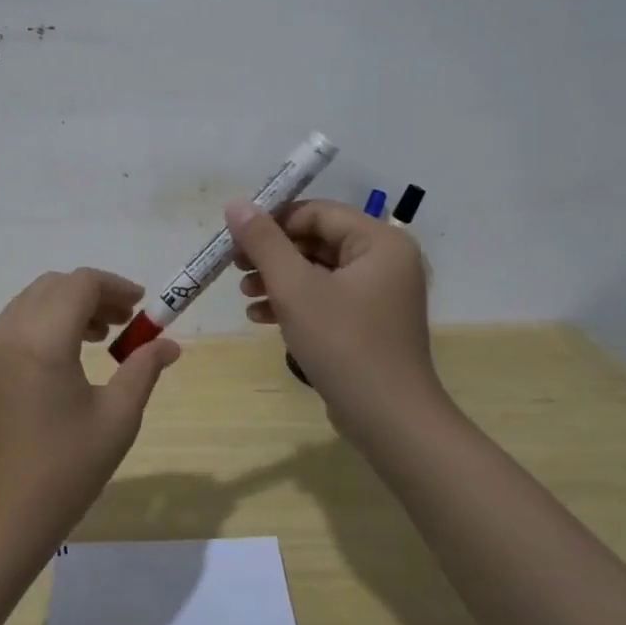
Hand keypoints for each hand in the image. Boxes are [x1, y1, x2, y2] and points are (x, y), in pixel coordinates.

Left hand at [0, 269, 181, 558]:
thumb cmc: (64, 470)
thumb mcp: (116, 419)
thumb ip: (143, 370)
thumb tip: (169, 345)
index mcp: (42, 339)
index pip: (81, 283)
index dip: (115, 286)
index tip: (142, 306)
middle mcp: (10, 332)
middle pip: (54, 285)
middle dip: (92, 294)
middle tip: (124, 321)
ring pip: (32, 301)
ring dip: (67, 306)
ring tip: (99, 338)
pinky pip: (16, 324)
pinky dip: (44, 323)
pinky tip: (66, 359)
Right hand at [226, 199, 447, 436]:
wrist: (390, 421)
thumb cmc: (343, 344)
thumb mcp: (295, 288)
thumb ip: (264, 242)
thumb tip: (236, 203)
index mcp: (379, 242)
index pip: (316, 212)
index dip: (272, 221)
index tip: (235, 240)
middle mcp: (385, 260)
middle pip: (316, 240)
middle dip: (272, 254)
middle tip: (235, 268)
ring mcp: (379, 293)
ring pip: (317, 270)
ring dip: (277, 279)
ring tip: (244, 295)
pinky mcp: (369, 322)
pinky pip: (326, 297)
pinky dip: (294, 302)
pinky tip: (261, 317)